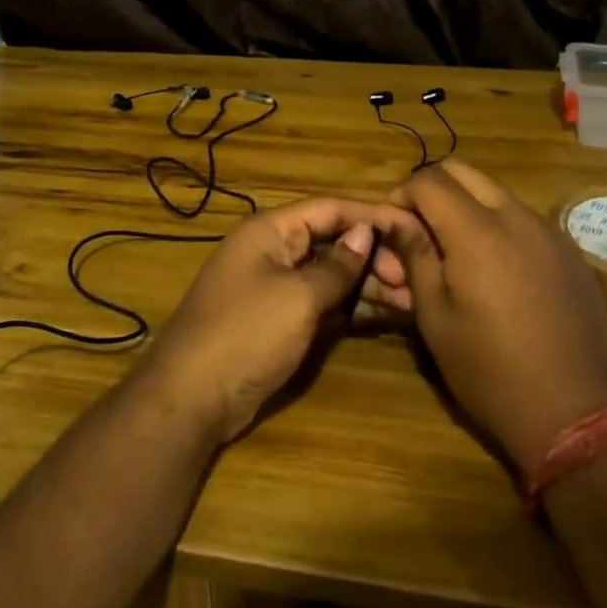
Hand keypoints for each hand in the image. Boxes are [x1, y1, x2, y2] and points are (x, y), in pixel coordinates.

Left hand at [136, 198, 419, 443]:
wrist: (191, 398)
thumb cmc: (246, 333)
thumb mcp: (298, 297)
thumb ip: (337, 266)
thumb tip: (366, 234)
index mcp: (271, 230)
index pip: (330, 209)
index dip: (372, 216)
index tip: (414, 229)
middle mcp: (274, 251)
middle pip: (333, 242)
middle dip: (374, 257)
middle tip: (413, 281)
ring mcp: (276, 287)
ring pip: (331, 275)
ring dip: (368, 285)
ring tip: (410, 302)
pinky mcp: (280, 321)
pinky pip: (323, 303)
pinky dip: (352, 307)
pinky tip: (385, 316)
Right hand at [380, 161, 606, 469]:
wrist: (577, 414)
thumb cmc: (490, 372)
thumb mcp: (435, 318)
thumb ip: (414, 256)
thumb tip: (394, 218)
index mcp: (477, 232)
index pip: (429, 180)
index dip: (402, 194)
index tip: (393, 224)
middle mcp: (517, 217)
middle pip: (465, 171)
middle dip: (434, 189)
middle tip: (419, 229)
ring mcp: (550, 232)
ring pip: (497, 192)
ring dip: (467, 205)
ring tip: (456, 251)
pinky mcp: (571, 252)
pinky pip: (525, 218)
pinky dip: (499, 224)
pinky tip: (496, 270)